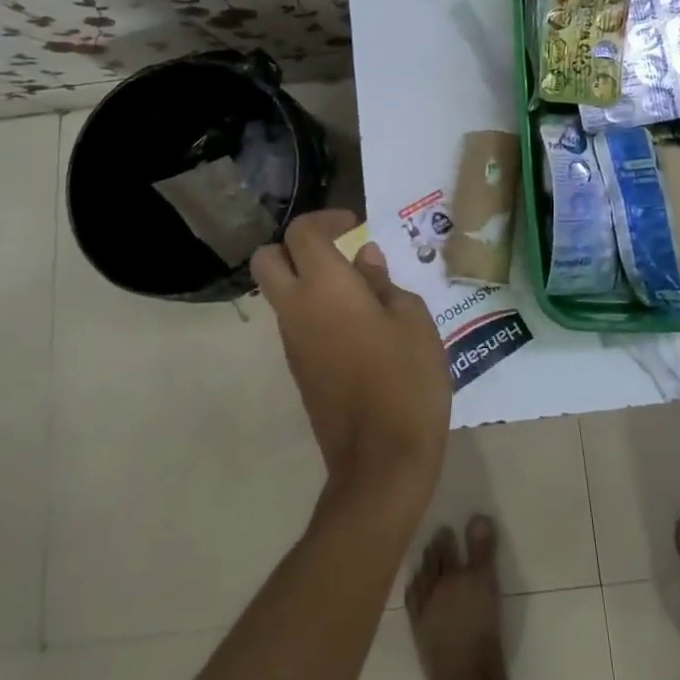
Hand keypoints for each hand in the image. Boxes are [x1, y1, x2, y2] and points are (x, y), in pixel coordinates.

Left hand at [253, 210, 450, 512]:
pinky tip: (358, 326)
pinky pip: (295, 323)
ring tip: (360, 290)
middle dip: (297, 246)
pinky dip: (315, 309)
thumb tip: (364, 260)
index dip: (326, 218)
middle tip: (338, 250)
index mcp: (325, 287)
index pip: (301, 233)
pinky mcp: (299, 370)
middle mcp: (297, 309)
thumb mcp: (411, 318)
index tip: (355, 225)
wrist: (381, 460)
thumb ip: (383, 282)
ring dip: (307, 279)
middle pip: (268, 259)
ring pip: (280, 293)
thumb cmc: (406, 378)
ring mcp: (292, 343)